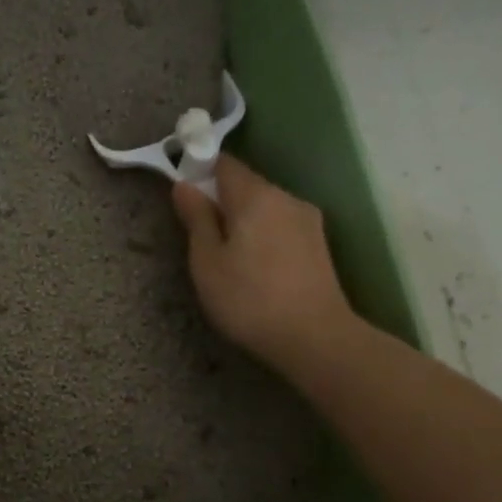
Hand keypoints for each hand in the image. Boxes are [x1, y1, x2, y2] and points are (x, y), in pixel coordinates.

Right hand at [171, 155, 358, 381]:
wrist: (314, 337)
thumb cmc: (248, 299)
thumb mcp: (206, 262)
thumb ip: (196, 219)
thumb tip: (184, 186)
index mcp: (255, 196)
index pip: (224, 163)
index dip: (199, 170)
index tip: (183, 196)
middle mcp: (286, 197)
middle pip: (246, 185)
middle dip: (221, 200)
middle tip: (199, 235)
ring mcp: (307, 219)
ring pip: (265, 207)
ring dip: (243, 220)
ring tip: (227, 257)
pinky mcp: (318, 243)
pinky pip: (280, 225)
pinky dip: (262, 235)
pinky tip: (255, 266)